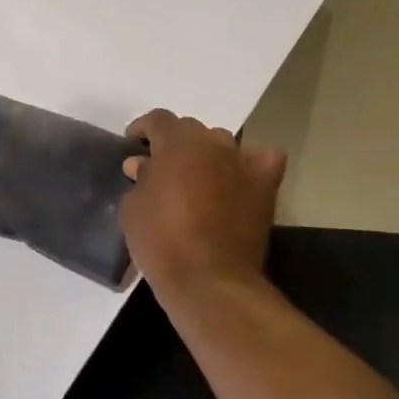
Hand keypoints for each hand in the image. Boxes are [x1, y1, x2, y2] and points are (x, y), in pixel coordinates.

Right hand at [120, 110, 286, 292]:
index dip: (143, 129)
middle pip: (191, 129)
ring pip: (222, 143)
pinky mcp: (265, 185)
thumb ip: (140, 178)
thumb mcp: (133, 208)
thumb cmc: (161, 241)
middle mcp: (213, 143)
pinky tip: (238, 177)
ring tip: (197, 176)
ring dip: (207, 154)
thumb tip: (143, 164)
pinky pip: (261, 159)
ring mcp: (243, 161)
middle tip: (162, 167)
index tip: (134, 144)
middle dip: (174, 144)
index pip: (158, 119)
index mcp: (177, 143)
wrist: (209, 279)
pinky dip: (250, 163)